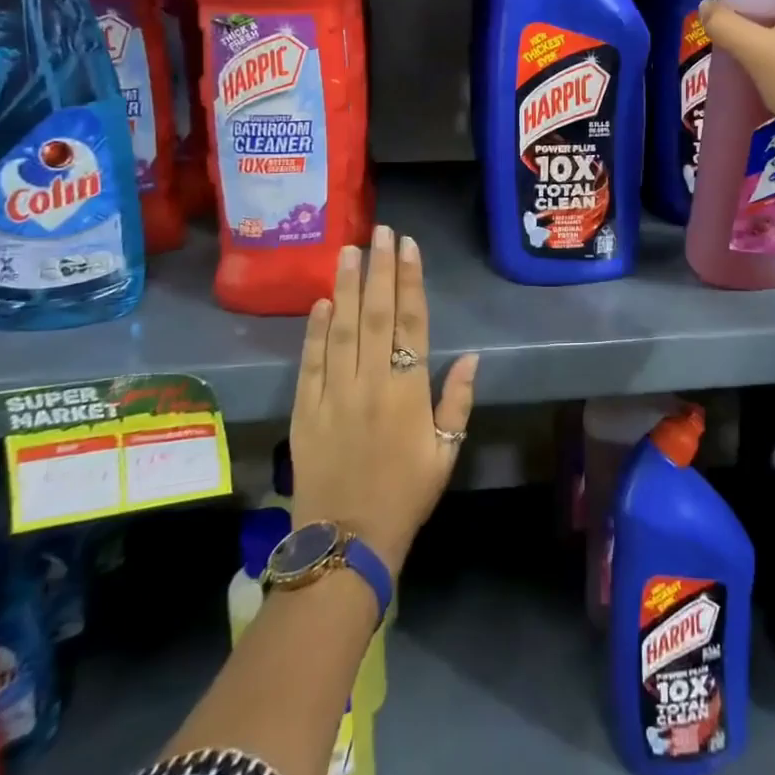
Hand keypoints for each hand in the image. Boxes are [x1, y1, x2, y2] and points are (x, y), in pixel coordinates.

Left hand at [290, 225, 477, 578]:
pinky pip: (310, 362)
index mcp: (408, 392)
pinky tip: (321, 301)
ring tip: (348, 250)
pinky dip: (314, 330)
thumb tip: (470, 356)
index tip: (408, 246)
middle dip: (379, 269)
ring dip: (346, 286)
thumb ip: (457, 401)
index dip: (410, 281)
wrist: (346, 542)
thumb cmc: (406, 495)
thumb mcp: (446, 453)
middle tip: (380, 231)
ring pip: (341, 329)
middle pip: (375, 315)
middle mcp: (370, 383)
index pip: (411, 323)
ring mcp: (333, 394)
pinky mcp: (304, 410)